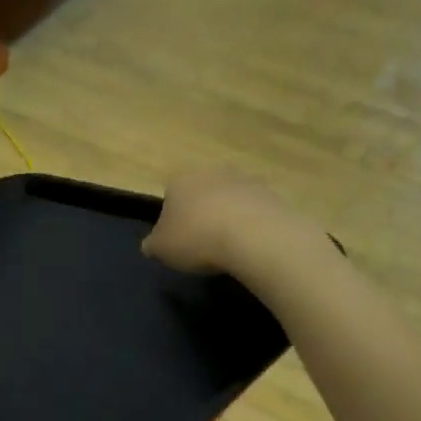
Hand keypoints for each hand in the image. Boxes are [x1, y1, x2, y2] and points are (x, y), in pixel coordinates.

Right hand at [142, 169, 308, 274]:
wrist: (252, 235)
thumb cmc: (196, 238)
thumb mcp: (161, 249)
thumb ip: (152, 245)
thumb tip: (150, 245)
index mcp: (179, 181)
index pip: (170, 195)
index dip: (172, 218)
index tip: (177, 239)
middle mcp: (210, 172)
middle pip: (201, 193)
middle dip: (201, 212)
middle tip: (202, 242)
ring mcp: (243, 180)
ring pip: (229, 199)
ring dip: (227, 216)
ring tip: (228, 247)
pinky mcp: (270, 193)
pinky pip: (253, 210)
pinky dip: (250, 225)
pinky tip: (249, 245)